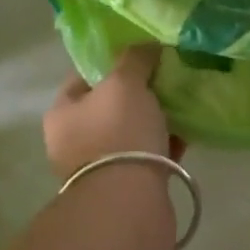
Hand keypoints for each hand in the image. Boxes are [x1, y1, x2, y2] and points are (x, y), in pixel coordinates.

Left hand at [44, 45, 185, 181]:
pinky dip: (165, 144)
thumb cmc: (118, 133)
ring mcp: (99, 167)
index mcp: (62, 113)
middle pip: (109, 105)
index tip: (140, 54)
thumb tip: (147, 46)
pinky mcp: (126, 187)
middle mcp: (74, 140)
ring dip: (153, 119)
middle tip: (165, 76)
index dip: (111, 62)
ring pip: (130, 132)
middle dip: (137, 92)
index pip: (83, 76)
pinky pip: (148, 156)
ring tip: (181, 102)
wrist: (129, 203)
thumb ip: (135, 59)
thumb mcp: (125, 83)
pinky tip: (187, 132)